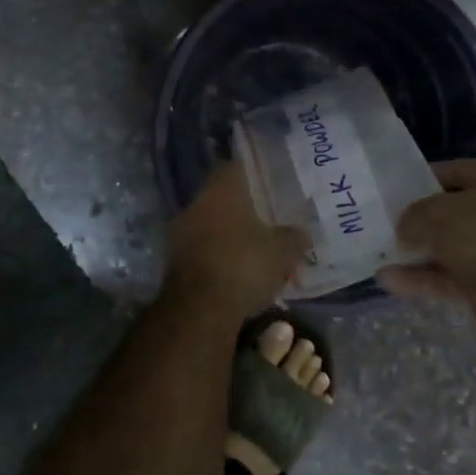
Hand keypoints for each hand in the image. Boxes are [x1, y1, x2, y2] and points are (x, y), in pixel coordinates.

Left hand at [164, 161, 310, 316]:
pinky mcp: (173, 261)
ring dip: (229, 234)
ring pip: (211, 225)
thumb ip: (295, 237)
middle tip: (267, 219)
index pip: (235, 165)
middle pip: (222, 197)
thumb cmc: (244, 265)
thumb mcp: (284, 251)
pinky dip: (218, 256)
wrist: (200, 309)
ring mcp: (180, 232)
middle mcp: (196, 203)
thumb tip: (301, 234)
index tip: (269, 181)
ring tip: (255, 250)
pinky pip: (202, 250)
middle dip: (243, 208)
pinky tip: (237, 271)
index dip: (253, 171)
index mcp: (221, 189)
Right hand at [378, 159, 475, 326]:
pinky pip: (447, 275)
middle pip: (449, 211)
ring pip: (446, 246)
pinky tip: (388, 280)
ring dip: (415, 252)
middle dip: (417, 219)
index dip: (421, 177)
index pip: (451, 171)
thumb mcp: (436, 213)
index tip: (394, 191)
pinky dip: (421, 278)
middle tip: (385, 223)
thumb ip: (412, 215)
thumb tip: (405, 230)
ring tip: (380, 254)